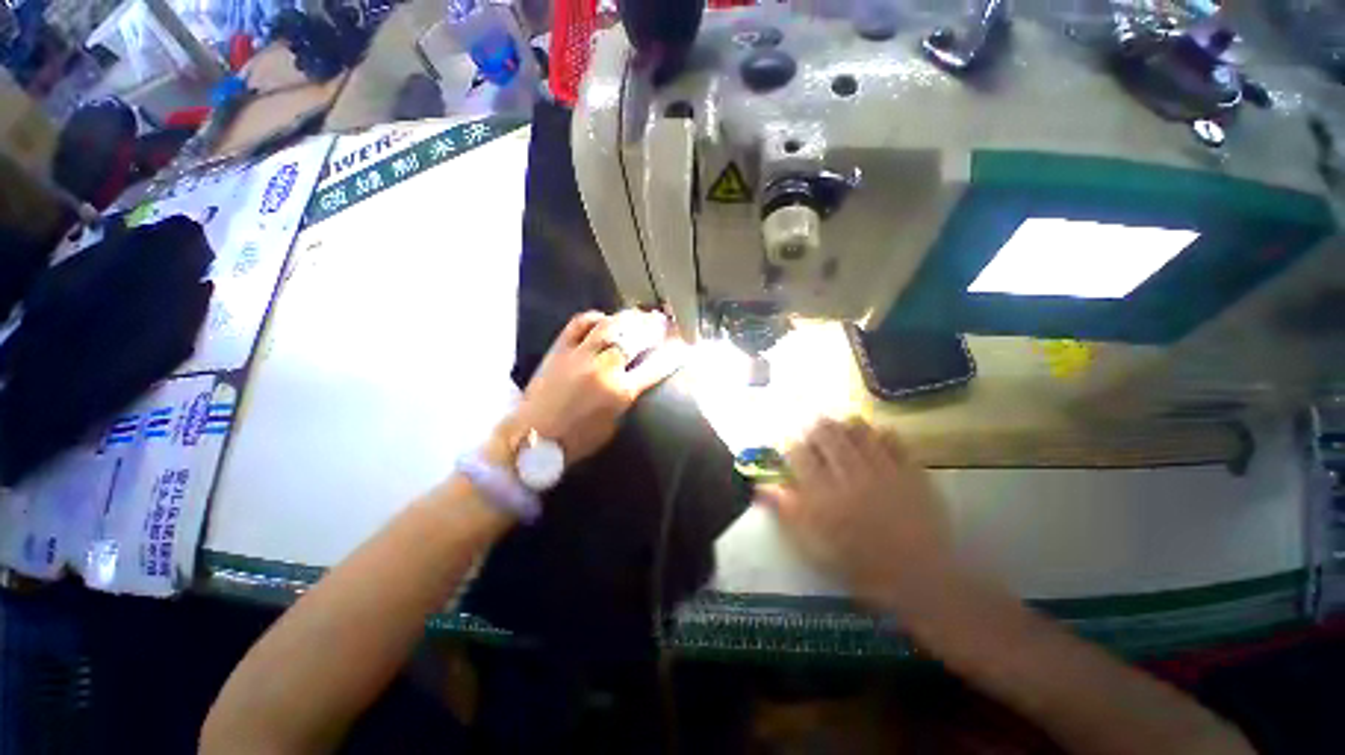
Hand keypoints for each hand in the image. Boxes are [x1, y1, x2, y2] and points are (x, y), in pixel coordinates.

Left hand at [504, 310, 685, 463]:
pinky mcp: (559, 349)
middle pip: (635, 339)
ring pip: (610, 326)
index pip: (655, 368)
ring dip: (630, 317)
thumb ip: (628, 398)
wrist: (531, 439)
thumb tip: (637, 378)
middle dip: (655, 328)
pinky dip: (594, 316)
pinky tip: (605, 318)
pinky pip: (579, 323)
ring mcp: (580, 355)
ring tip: (642, 314)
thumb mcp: (613, 426)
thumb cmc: (576, 441)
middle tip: (665, 321)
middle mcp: (604, 369)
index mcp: (620, 393)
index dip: (673, 355)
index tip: (684, 345)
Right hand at [758, 419, 953, 606]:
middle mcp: (849, 475)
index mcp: (823, 495)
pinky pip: (894, 441)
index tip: (788, 443)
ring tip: (840, 422)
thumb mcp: (813, 546)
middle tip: (813, 427)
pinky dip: (881, 432)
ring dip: (845, 423)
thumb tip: (760, 488)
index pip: (799, 455)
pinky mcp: (910, 472)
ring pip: (858, 432)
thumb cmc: (859, 566)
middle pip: (827, 436)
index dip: (790, 444)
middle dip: (816, 428)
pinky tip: (875, 432)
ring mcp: (881, 470)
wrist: (919, 579)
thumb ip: (786, 512)